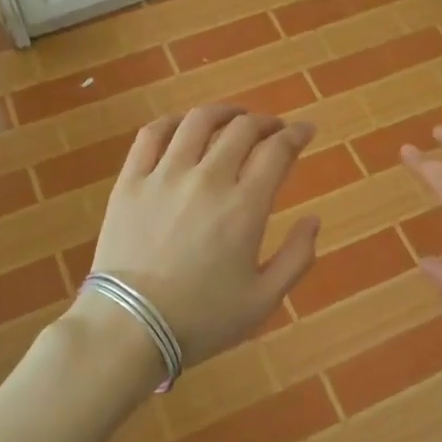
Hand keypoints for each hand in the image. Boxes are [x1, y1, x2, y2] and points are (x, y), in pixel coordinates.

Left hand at [85, 106, 319, 367]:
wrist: (128, 329)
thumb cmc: (201, 319)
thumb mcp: (264, 300)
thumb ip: (297, 257)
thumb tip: (313, 219)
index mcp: (244, 207)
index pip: (277, 151)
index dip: (297, 134)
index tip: (306, 130)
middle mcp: (207, 179)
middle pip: (242, 130)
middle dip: (266, 123)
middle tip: (274, 129)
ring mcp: (164, 176)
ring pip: (198, 122)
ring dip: (224, 112)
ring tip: (235, 116)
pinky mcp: (130, 181)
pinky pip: (152, 135)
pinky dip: (174, 122)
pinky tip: (184, 125)